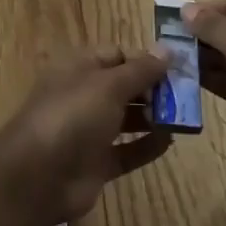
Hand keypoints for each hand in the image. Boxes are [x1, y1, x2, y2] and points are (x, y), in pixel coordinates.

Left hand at [0, 47, 173, 223]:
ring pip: (127, 118)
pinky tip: (170, 142)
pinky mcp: (97, 162)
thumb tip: (167, 50)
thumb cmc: (73, 115)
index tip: (177, 68)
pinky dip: (147, 146)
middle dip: (153, 88)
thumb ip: (140, 69)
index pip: (118, 55)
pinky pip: (127, 150)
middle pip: (124, 86)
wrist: (39, 175)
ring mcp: (89, 130)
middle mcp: (84, 95)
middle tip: (186, 95)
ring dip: (154, 117)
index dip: (146, 59)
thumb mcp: (109, 85)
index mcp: (80, 67)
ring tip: (183, 118)